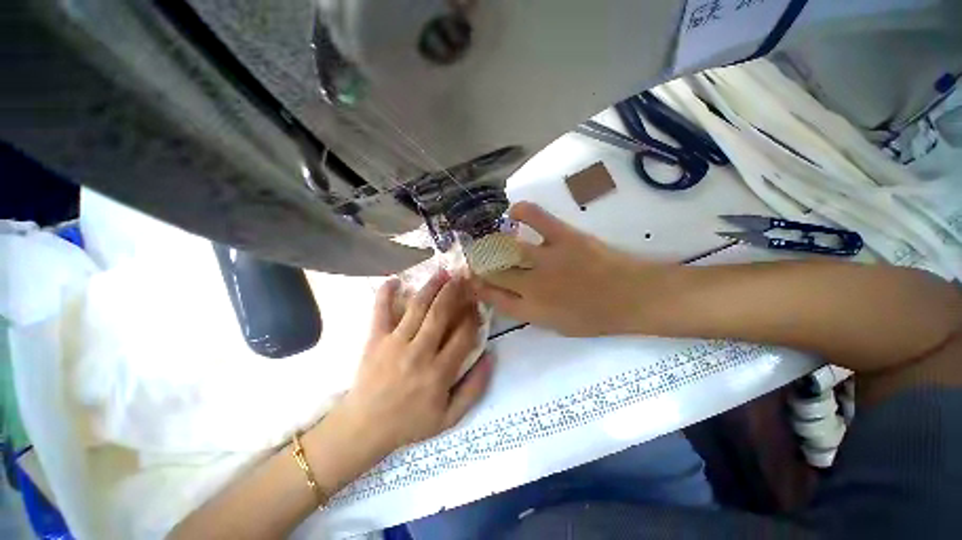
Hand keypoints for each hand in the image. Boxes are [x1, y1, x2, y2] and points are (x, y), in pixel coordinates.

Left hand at [330, 271, 492, 459]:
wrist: (364, 428)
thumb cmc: (410, 422)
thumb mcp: (450, 417)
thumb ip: (474, 388)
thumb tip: (490, 356)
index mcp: (439, 373)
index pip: (463, 335)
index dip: (473, 316)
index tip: (476, 304)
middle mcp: (419, 353)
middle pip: (441, 314)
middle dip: (454, 292)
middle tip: (463, 276)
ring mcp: (394, 343)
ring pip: (417, 307)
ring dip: (431, 287)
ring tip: (442, 273)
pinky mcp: (375, 340)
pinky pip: (380, 311)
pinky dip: (386, 293)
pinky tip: (395, 279)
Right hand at [473, 202, 673, 336]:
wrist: (634, 298)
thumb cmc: (597, 318)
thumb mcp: (558, 327)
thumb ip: (531, 313)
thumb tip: (511, 297)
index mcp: (532, 310)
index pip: (493, 297)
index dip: (479, 288)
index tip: (473, 280)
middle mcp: (532, 286)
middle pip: (494, 272)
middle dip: (480, 264)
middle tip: (477, 257)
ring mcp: (547, 259)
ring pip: (506, 248)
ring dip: (492, 243)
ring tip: (489, 240)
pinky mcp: (564, 237)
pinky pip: (537, 218)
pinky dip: (522, 211)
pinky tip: (514, 212)